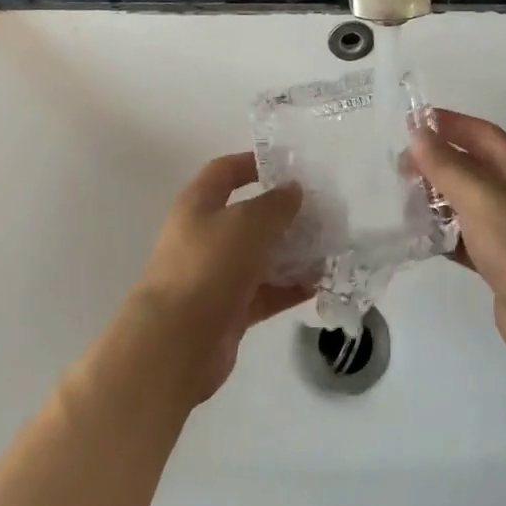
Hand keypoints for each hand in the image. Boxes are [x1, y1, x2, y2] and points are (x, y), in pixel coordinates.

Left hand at [130, 153, 311, 402]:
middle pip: (248, 216)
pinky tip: (319, 283)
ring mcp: (216, 275)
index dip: (253, 163)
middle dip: (283, 213)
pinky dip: (289, 287)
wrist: (176, 342)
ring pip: (260, 256)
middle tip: (321, 211)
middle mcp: (205, 236)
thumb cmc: (209, 266)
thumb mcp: (248, 223)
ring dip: (292, 251)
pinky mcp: (229, 310)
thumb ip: (276, 204)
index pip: (225, 171)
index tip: (289, 166)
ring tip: (329, 247)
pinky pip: (265, 291)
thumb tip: (293, 190)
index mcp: (199, 204)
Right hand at [411, 111, 505, 377]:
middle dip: (437, 162)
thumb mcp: (480, 198)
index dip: (448, 123)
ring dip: (437, 198)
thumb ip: (446, 165)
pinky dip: (444, 234)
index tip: (410, 123)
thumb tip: (418, 134)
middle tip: (400, 168)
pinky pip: (467, 237)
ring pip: (467, 202)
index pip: (481, 133)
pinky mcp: (502, 262)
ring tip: (403, 200)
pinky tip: (419, 237)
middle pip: (472, 166)